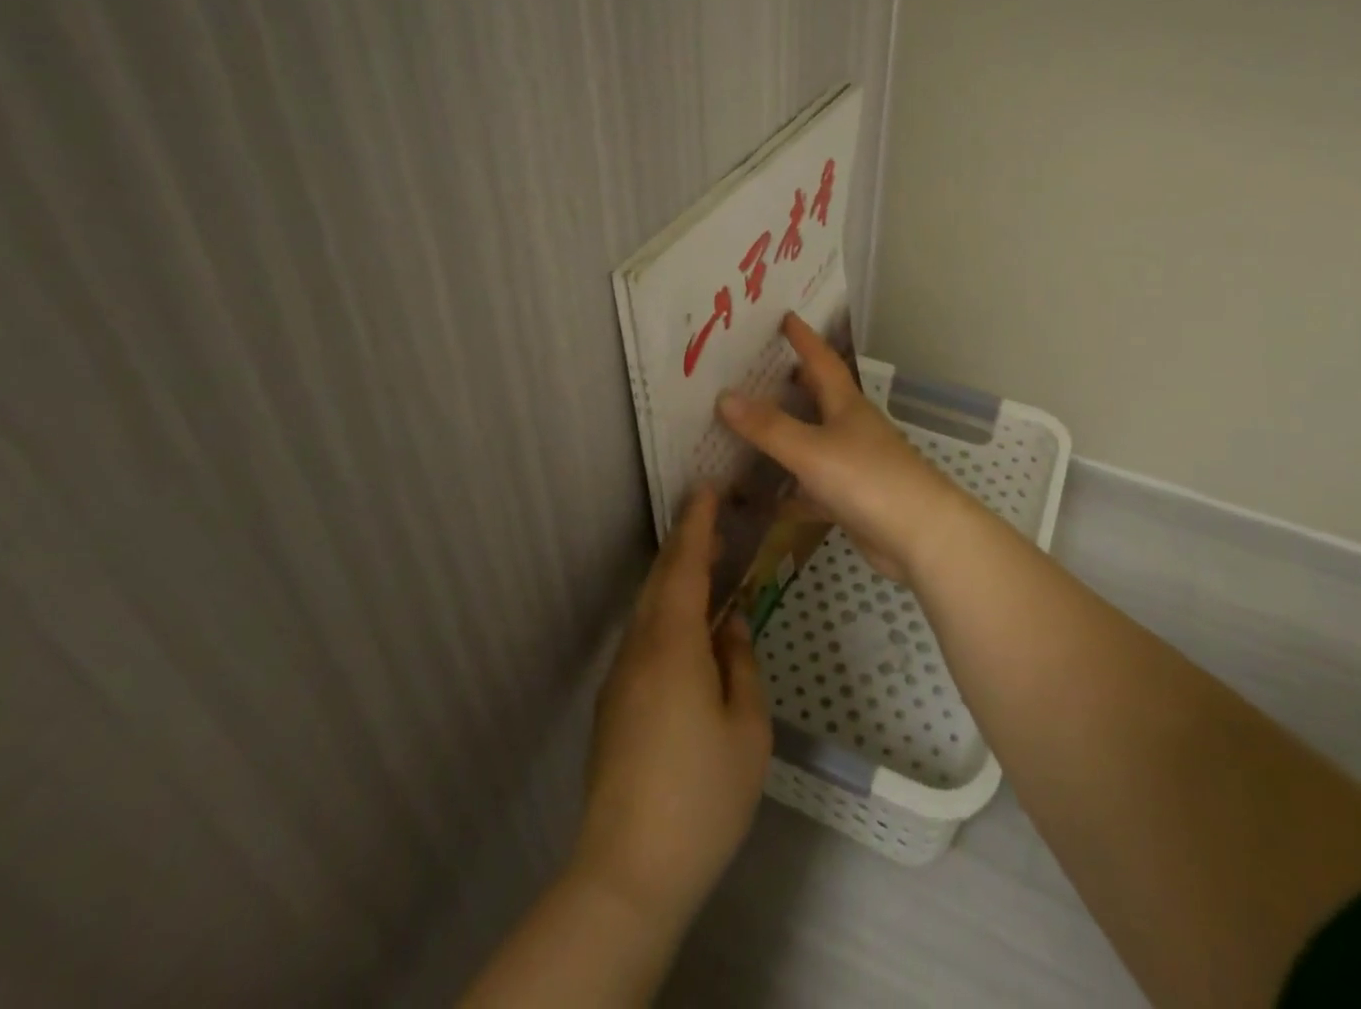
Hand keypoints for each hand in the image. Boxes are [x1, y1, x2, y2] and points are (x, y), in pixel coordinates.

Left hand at [571, 489, 771, 936]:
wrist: (627, 873)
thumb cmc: (702, 796)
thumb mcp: (747, 727)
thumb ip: (740, 663)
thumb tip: (730, 625)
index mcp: (674, 645)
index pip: (686, 566)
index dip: (697, 524)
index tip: (706, 488)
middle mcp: (640, 649)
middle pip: (661, 580)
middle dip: (685, 542)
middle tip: (711, 514)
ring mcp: (621, 677)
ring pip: (648, 608)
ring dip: (674, 576)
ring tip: (706, 562)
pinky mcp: (614, 705)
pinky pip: (643, 637)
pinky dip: (666, 611)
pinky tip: (687, 626)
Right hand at [717, 312, 968, 586]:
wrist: (921, 538)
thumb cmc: (869, 480)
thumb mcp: (812, 450)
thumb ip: (768, 427)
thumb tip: (724, 395)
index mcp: (846, 406)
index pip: (822, 360)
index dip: (804, 338)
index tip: (786, 315)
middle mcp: (851, 429)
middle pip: (818, 398)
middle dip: (791, 382)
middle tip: (756, 370)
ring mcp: (854, 465)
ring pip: (813, 443)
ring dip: (787, 436)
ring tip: (749, 428)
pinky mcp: (852, 501)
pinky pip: (813, 488)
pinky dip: (791, 491)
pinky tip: (766, 500)